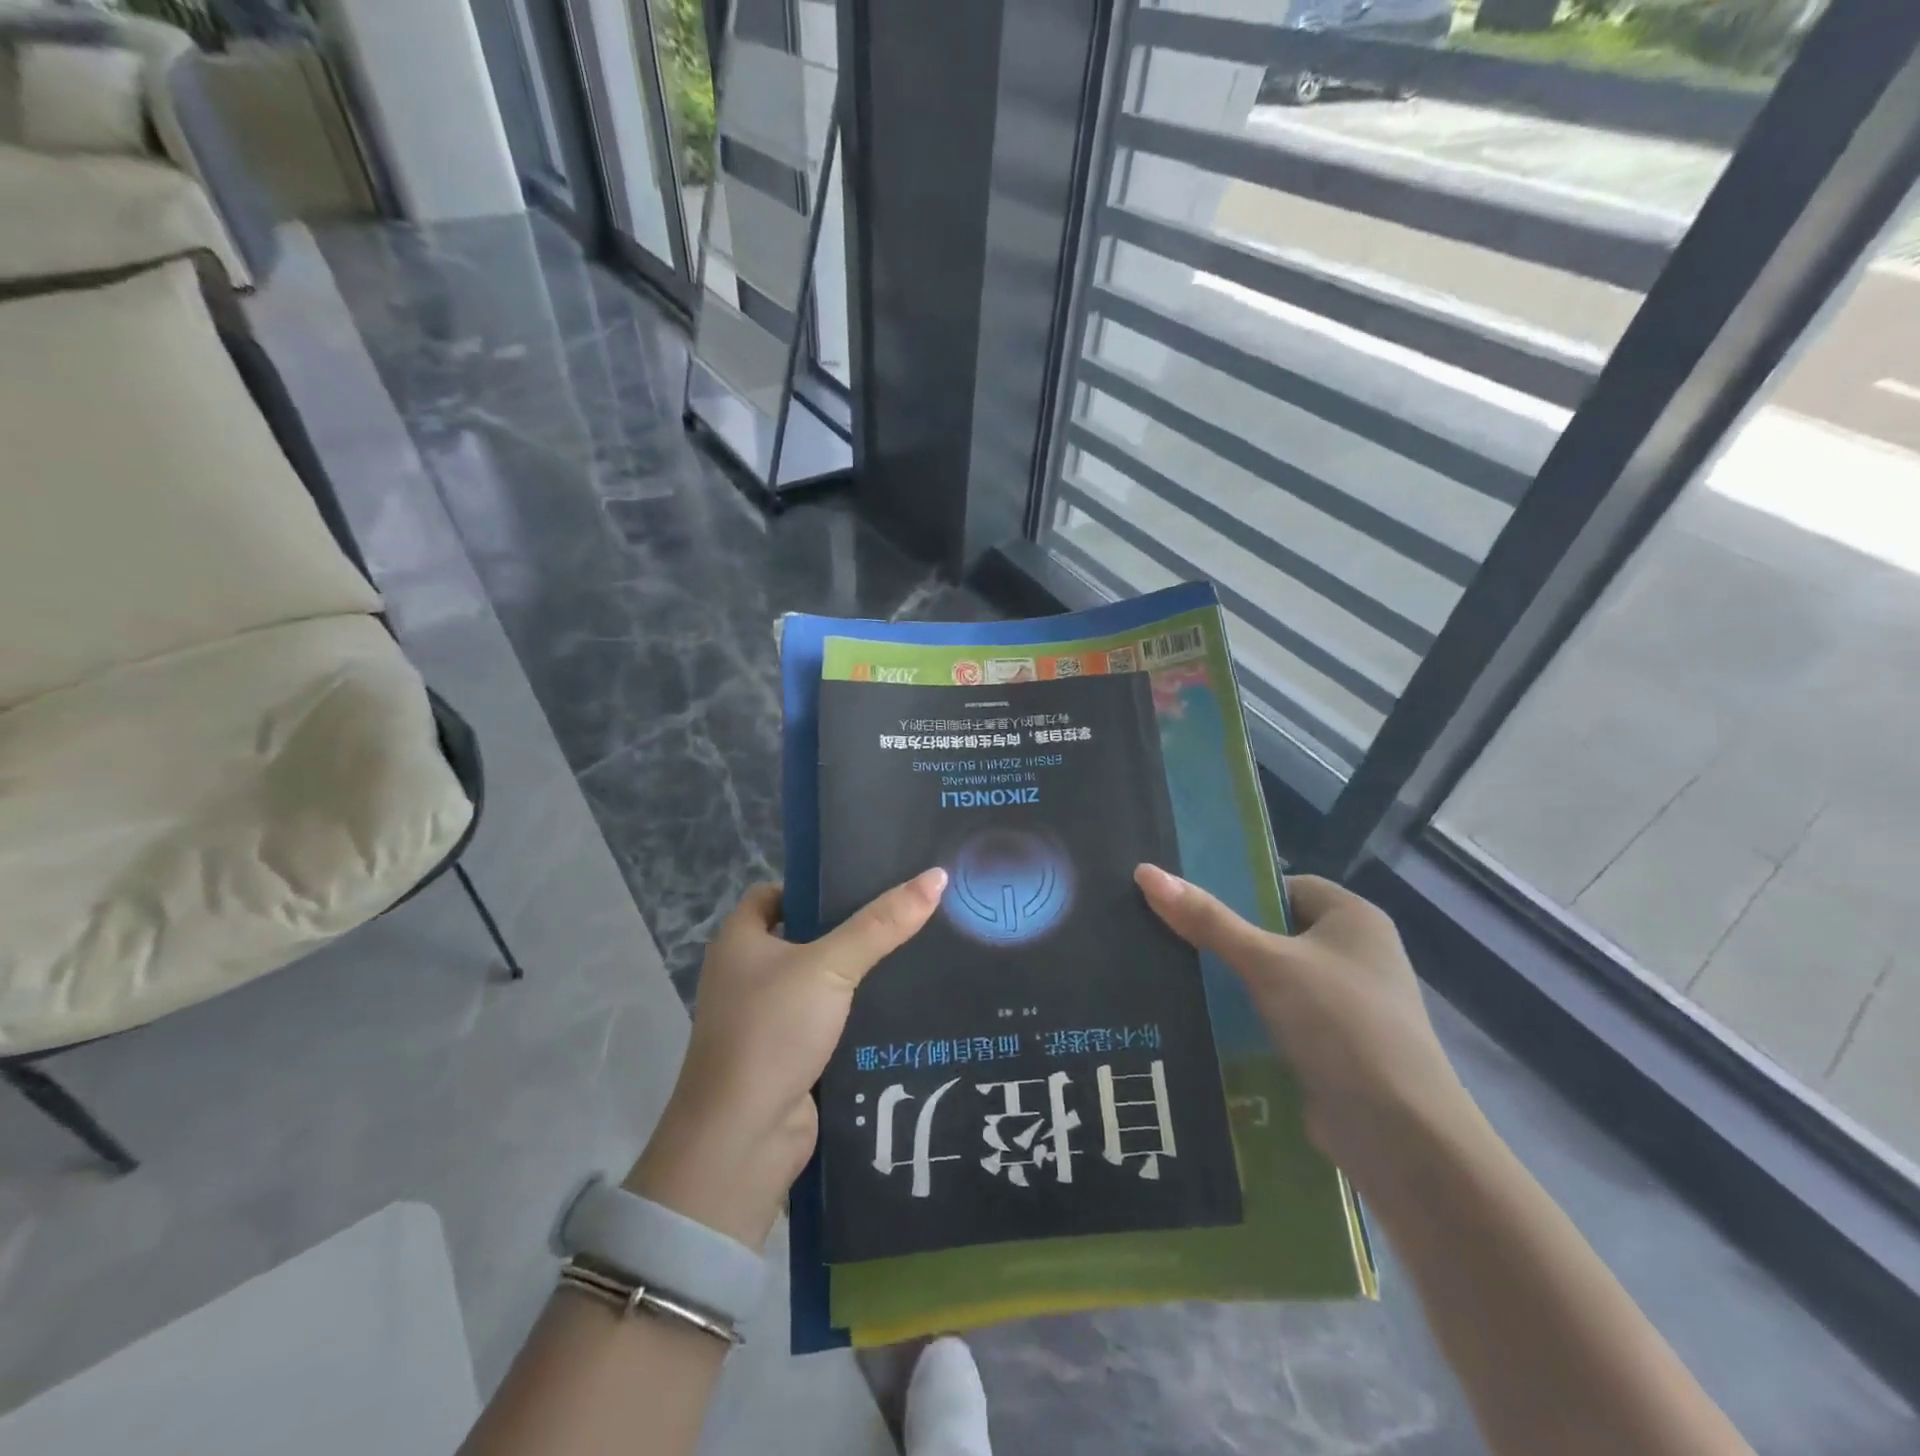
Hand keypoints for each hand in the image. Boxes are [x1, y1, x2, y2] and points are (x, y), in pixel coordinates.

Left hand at [626, 869, 947, 1248]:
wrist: (743, 1138)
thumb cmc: (773, 1031)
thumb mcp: (831, 966)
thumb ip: (882, 924)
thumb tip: (938, 876)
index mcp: (739, 941)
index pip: (774, 893)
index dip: (813, 884)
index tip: (864, 880)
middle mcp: (745, 974)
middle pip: (802, 936)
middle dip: (846, 928)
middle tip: (902, 914)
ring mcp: (766, 1018)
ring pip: (819, 982)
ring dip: (856, 974)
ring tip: (914, 952)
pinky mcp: (789, 1054)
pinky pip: (828, 1020)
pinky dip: (856, 1013)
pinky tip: (900, 1004)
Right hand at [1134, 865, 1476, 1190]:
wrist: (1401, 1138)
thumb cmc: (1340, 1024)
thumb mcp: (1266, 962)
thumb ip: (1207, 919)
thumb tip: (1145, 872)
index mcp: (1354, 918)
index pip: (1284, 886)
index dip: (1238, 891)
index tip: (1188, 905)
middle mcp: (1356, 955)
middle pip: (1275, 932)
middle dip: (1226, 939)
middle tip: (1168, 938)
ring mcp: (1347, 1005)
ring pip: (1274, 979)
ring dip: (1232, 982)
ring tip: (1172, 977)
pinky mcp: (1334, 1048)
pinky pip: (1279, 1018)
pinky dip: (1247, 1020)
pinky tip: (1201, 1023)